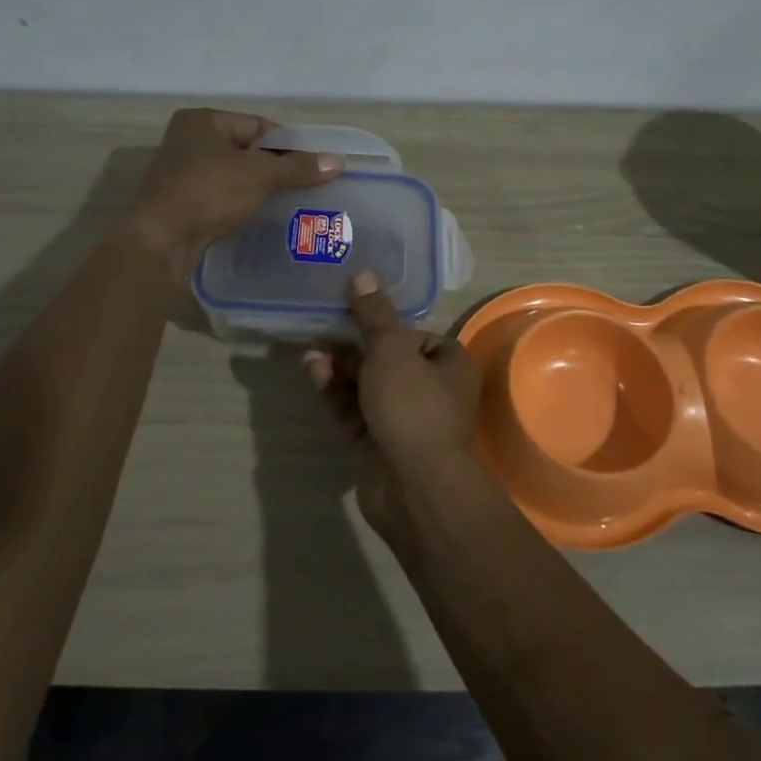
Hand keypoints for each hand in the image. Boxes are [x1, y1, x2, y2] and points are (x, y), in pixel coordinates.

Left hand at [132, 110, 341, 274]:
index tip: (312, 164)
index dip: (288, 143)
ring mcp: (180, 171)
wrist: (162, 239)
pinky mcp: (179, 200)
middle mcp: (187, 139)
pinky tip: (258, 215)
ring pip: (232, 173)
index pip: (258, 125)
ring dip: (257, 186)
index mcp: (203, 120)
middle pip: (245, 149)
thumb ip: (299, 167)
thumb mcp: (260, 175)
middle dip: (274, 166)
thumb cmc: (210, 192)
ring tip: (288, 201)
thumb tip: (338, 161)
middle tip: (304, 183)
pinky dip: (239, 201)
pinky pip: (219, 194)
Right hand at [303, 271, 481, 537]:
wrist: (413, 486)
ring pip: (368, 386)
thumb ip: (373, 314)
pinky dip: (336, 392)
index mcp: (449, 365)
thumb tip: (362, 274)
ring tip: (311, 348)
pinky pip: (355, 410)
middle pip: (389, 359)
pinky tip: (312, 370)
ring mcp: (404, 420)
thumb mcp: (391, 349)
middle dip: (355, 344)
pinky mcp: (378, 443)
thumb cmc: (412, 405)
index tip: (354, 311)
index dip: (387, 323)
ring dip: (341, 367)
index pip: (417, 335)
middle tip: (323, 325)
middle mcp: (432, 391)